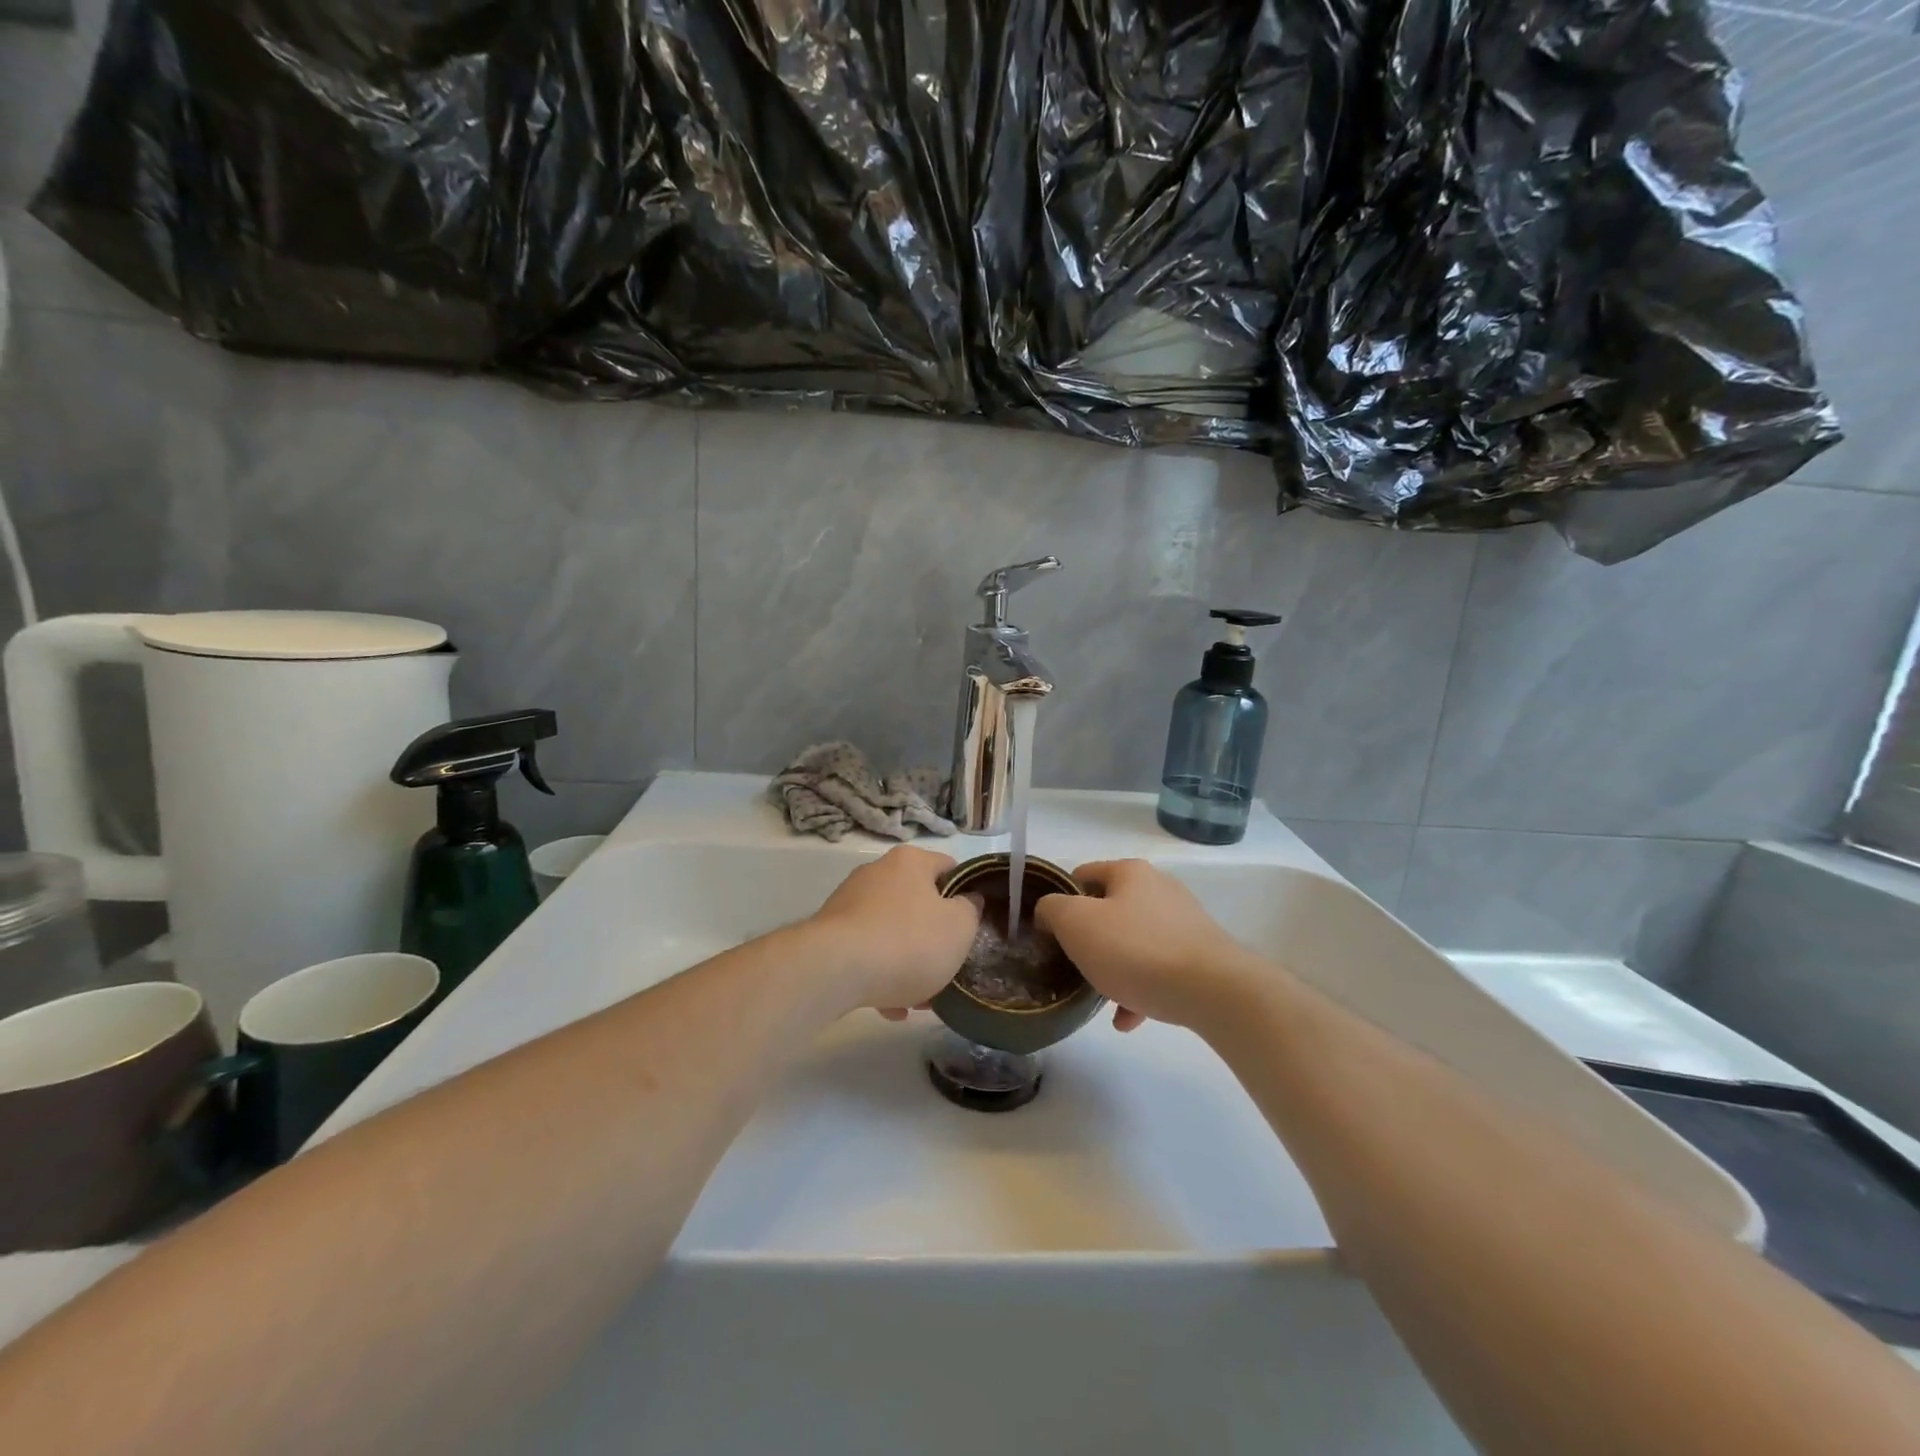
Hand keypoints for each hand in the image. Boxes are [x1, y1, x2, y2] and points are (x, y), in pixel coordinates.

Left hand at [802, 845, 980, 1013]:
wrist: (834, 970)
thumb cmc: (907, 942)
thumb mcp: (959, 927)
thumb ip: (970, 910)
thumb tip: (966, 901)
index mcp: (910, 861)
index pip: (949, 868)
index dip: (966, 895)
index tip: (974, 926)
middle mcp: (877, 873)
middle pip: (919, 904)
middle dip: (934, 939)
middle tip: (948, 968)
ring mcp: (849, 903)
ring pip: (892, 932)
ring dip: (908, 964)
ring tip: (920, 1001)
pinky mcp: (830, 934)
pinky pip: (867, 953)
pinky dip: (881, 976)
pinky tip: (890, 1007)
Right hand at [1034, 859, 1253, 1031]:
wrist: (1213, 990)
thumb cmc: (1136, 950)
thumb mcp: (1076, 924)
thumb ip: (1051, 910)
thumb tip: (1048, 912)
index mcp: (1129, 873)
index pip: (1082, 874)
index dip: (1059, 900)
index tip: (1047, 933)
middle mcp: (1158, 889)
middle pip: (1108, 910)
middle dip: (1088, 939)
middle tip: (1072, 966)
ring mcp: (1183, 922)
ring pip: (1133, 942)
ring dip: (1112, 967)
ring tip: (1098, 998)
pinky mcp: (1200, 956)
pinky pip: (1158, 969)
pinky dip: (1139, 989)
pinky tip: (1127, 1019)